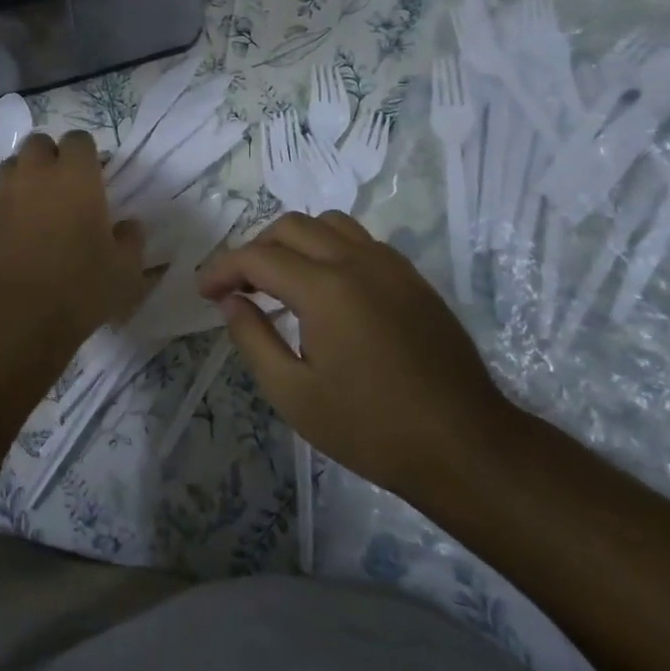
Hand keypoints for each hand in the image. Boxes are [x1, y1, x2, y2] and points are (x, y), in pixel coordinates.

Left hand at [0, 131, 147, 340]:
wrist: (14, 319)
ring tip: (40, 204)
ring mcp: (4, 195)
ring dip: (26, 175)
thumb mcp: (124, 270)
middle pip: (38, 143)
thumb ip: (131, 240)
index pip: (79, 139)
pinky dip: (9, 205)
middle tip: (65, 185)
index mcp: (75, 176)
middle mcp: (36, 175)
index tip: (96, 177)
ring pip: (12, 165)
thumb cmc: (79, 288)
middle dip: (51, 156)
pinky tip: (21, 233)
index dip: (87, 154)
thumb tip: (129, 226)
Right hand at [197, 212, 513, 497]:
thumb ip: (253, 338)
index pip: (258, 256)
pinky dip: (330, 248)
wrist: (465, 447)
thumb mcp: (294, 394)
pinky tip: (328, 288)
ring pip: (329, 224)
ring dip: (295, 241)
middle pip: (290, 227)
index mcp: (325, 288)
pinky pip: (360, 241)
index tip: (204, 292)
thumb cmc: (371, 428)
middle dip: (255, 249)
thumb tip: (231, 302)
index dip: (223, 269)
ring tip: (282, 279)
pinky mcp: (412, 278)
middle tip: (240, 287)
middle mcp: (356, 261)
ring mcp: (390, 265)